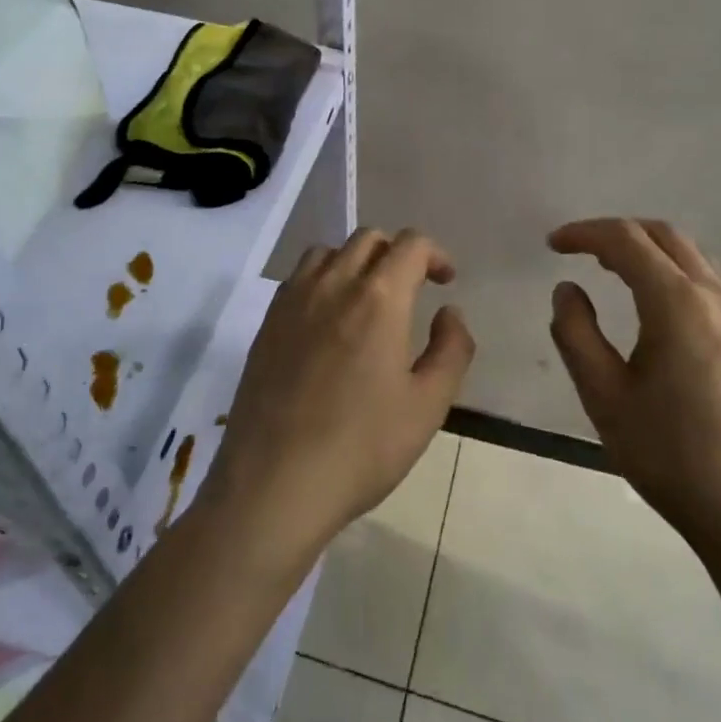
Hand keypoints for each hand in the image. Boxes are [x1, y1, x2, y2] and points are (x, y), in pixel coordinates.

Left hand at [202, 227, 475, 562]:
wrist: (275, 483)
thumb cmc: (362, 447)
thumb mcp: (428, 406)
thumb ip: (452, 349)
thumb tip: (450, 312)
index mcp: (379, 297)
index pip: (411, 244)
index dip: (435, 254)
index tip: (445, 281)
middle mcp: (334, 283)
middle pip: (369, 238)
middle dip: (398, 253)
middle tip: (412, 288)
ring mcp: (294, 299)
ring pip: (330, 251)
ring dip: (357, 261)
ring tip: (367, 298)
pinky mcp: (268, 321)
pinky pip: (299, 276)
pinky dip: (323, 278)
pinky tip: (328, 319)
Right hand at [548, 218, 720, 568]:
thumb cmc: (674, 457)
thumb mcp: (605, 398)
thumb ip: (576, 334)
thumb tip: (568, 289)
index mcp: (677, 303)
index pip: (626, 241)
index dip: (585, 233)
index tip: (553, 244)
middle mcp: (715, 296)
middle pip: (664, 235)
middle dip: (617, 232)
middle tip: (579, 250)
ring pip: (691, 254)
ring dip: (648, 248)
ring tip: (612, 269)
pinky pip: (709, 279)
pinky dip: (674, 269)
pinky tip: (656, 303)